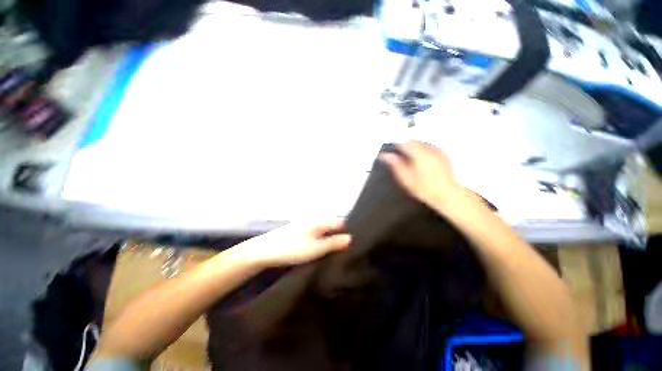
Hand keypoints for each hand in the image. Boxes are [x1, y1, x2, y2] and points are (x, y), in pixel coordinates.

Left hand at [237, 221, 351, 267]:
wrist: (264, 251)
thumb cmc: (292, 248)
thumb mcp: (315, 248)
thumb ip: (333, 243)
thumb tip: (351, 238)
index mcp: (319, 221)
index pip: (340, 223)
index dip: (348, 232)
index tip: (355, 245)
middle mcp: (314, 221)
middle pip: (332, 227)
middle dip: (340, 237)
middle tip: (347, 252)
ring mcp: (306, 227)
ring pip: (324, 232)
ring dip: (331, 240)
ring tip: (337, 253)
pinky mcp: (300, 233)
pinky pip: (316, 236)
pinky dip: (322, 242)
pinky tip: (322, 251)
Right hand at [379, 141, 465, 215]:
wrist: (448, 195)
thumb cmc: (424, 188)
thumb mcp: (406, 178)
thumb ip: (395, 165)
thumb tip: (385, 155)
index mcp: (419, 153)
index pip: (404, 143)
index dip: (396, 148)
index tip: (392, 156)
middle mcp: (429, 149)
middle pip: (413, 141)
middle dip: (405, 148)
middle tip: (400, 160)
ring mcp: (438, 151)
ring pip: (421, 144)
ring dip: (414, 149)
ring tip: (410, 162)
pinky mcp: (443, 155)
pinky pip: (429, 148)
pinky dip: (422, 152)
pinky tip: (422, 163)